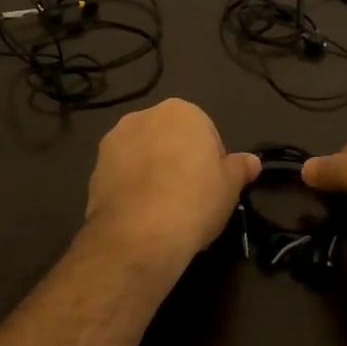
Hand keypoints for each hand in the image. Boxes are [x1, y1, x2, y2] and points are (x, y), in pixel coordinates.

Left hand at [85, 99, 260, 264]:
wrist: (140, 234)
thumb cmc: (195, 200)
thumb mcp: (230, 186)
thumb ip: (240, 168)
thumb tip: (252, 162)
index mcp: (180, 111)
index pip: (205, 131)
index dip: (212, 160)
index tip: (213, 186)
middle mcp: (142, 117)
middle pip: (169, 138)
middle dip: (179, 160)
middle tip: (191, 196)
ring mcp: (113, 142)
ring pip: (142, 155)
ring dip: (152, 172)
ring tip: (164, 208)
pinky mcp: (94, 170)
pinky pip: (121, 175)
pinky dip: (132, 188)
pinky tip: (143, 215)